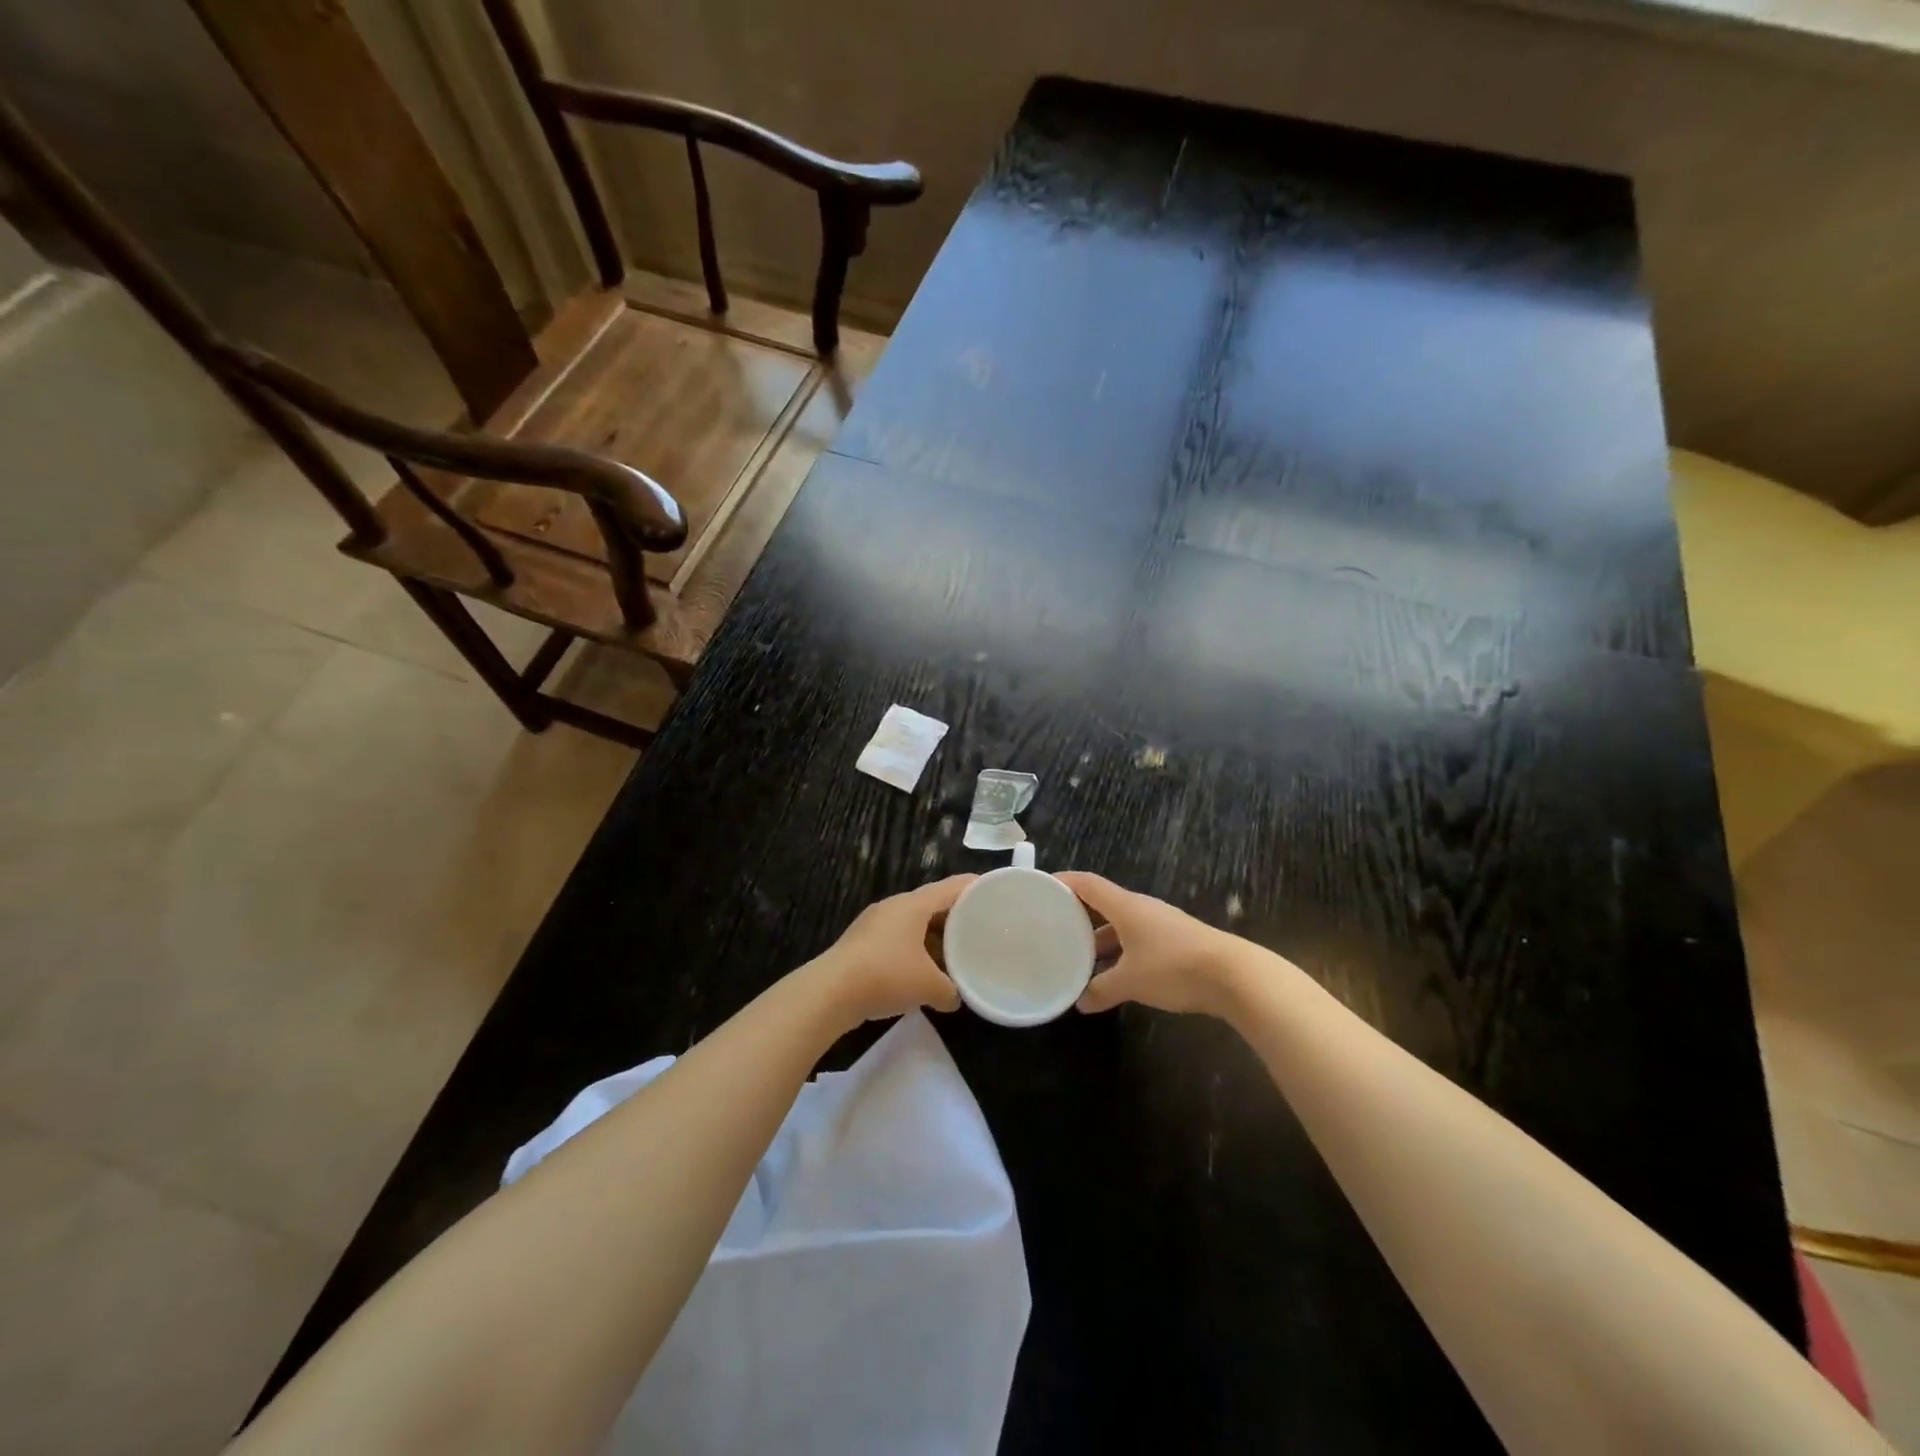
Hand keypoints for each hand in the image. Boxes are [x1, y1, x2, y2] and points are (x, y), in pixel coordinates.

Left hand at [808, 875, 975, 1026]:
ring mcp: (874, 924)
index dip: (976, 888)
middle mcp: (894, 906)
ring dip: (933, 938)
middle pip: (932, 904)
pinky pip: (897, 940)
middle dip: (955, 918)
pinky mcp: (861, 944)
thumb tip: (955, 998)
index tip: (996, 894)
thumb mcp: (929, 987)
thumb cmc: (886, 975)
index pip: (953, 887)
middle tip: (978, 931)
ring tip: (953, 956)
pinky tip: (921, 973)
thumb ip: (950, 991)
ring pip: (913, 924)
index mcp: (914, 904)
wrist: (830, 993)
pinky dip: (914, 951)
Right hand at [1055, 872, 1240, 1016]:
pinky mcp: (1175, 943)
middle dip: (1078, 917)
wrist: (1235, 976)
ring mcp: (1161, 925)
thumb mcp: (1131, 981)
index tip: (1041, 887)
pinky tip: (1114, 977)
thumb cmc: (1174, 967)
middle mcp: (1141, 909)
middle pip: (1102, 905)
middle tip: (1053, 929)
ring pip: (1120, 927)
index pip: (1087, 884)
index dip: (1063, 882)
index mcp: (1125, 907)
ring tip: (1079, 960)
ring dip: (1100, 941)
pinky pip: (1137, 942)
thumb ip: (1101, 989)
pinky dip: (1120, 954)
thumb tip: (1080, 1002)